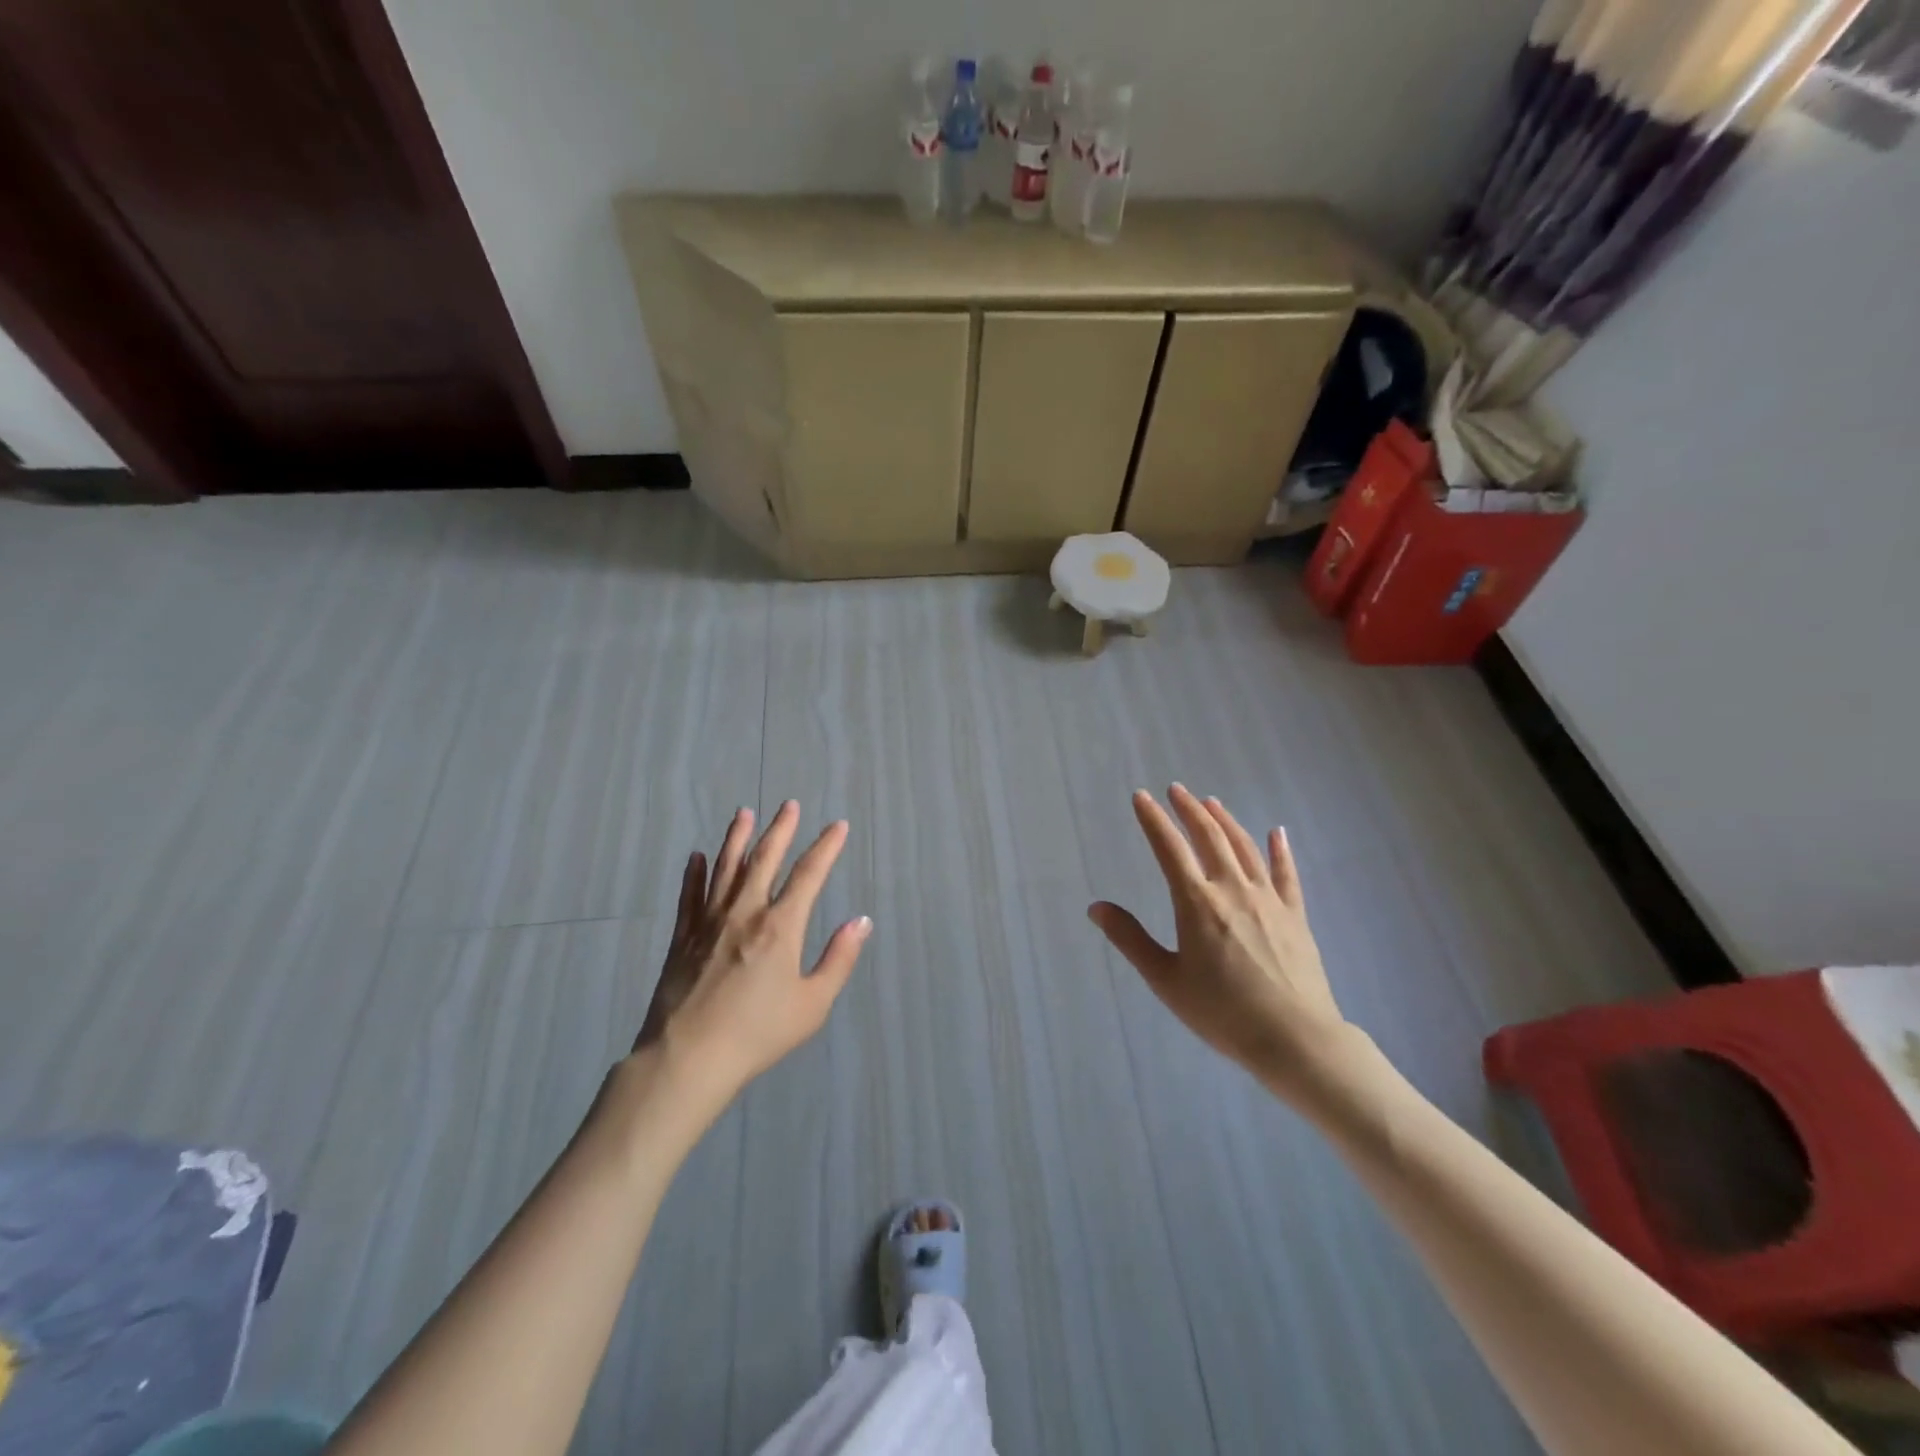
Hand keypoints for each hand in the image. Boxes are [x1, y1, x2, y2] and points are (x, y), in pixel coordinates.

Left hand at [633, 801, 869, 1104]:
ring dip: (737, 838)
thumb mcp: (812, 1004)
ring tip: (744, 813)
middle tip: (789, 805)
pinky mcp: (682, 937)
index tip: (838, 826)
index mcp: (780, 927)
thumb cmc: (758, 1034)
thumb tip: (861, 921)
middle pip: (765, 859)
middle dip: (781, 829)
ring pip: (726, 868)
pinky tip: (696, 857)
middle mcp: (745, 913)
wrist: (688, 1058)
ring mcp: (709, 922)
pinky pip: (690, 896)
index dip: (826, 847)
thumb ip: (839, 959)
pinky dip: (694, 874)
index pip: (809, 875)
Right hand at [1089, 785, 1352, 1104]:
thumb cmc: (1222, 1012)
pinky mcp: (1295, 915)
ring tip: (1212, 802)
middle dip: (1189, 809)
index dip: (1153, 819)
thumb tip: (1096, 907)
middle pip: (1209, 837)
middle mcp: (1232, 889)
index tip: (1141, 796)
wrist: (1295, 1039)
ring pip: (1245, 847)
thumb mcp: (1165, 980)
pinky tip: (1277, 833)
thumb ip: (1131, 939)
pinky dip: (1279, 850)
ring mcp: (1268, 900)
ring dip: (1226, 821)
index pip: (1169, 848)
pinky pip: (1286, 874)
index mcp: (1197, 903)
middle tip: (1176, 789)